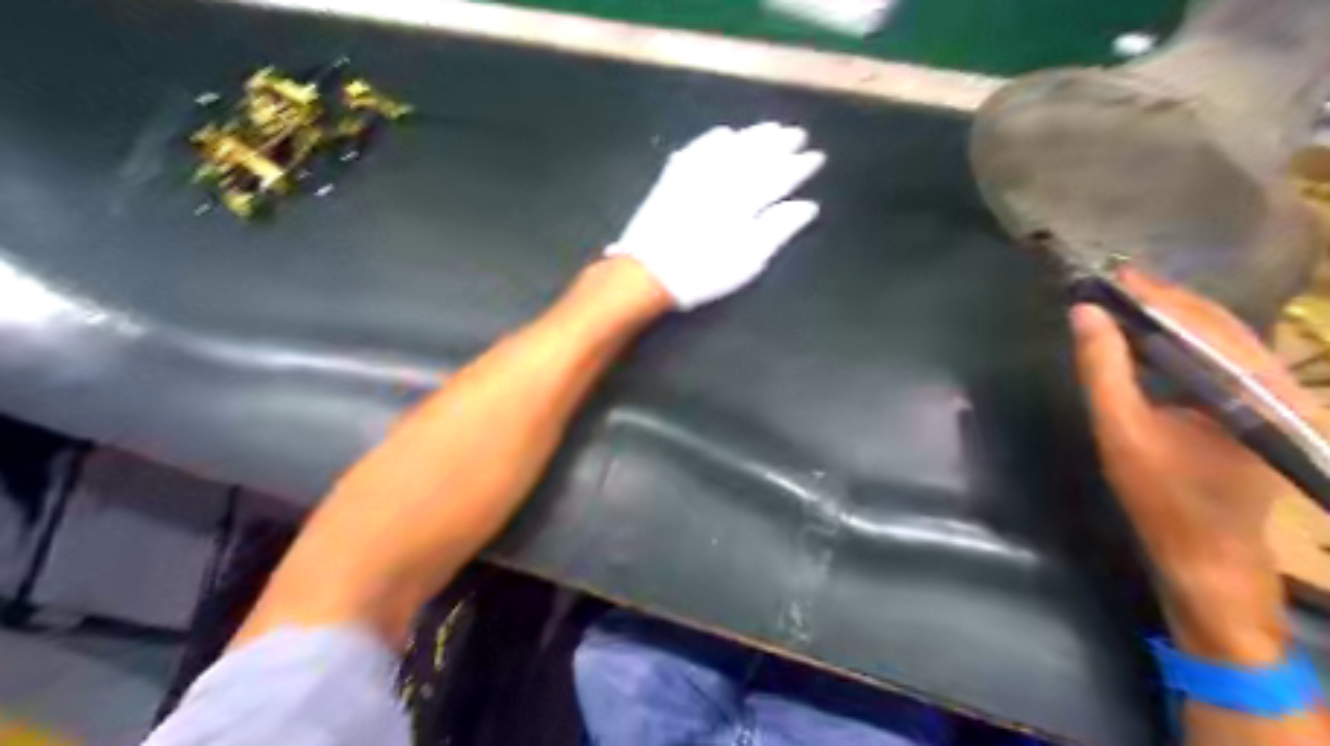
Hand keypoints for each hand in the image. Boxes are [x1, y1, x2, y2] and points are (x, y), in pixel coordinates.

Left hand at [609, 123, 821, 308]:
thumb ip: (778, 229)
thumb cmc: (704, 272)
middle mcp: (723, 178)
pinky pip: (697, 148)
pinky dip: (713, 138)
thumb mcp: (748, 259)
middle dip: (779, 142)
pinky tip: (723, 134)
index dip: (799, 166)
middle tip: (797, 133)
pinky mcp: (673, 177)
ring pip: (730, 145)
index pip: (779, 175)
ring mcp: (696, 174)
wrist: (648, 273)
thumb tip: (807, 206)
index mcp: (745, 199)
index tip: (816, 156)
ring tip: (770, 128)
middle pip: (755, 153)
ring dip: (752, 135)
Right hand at [1080, 268, 1317, 662]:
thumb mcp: (1120, 430)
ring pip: (1225, 338)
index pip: (1200, 323)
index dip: (1154, 295)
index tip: (1114, 275)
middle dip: (1166, 301)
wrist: (1209, 553)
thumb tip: (1084, 313)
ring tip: (1129, 303)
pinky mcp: (1266, 408)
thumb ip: (1102, 369)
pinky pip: (1226, 358)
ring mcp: (1277, 397)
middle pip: (1219, 324)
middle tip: (1116, 285)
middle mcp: (1277, 384)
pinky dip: (1189, 341)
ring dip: (1177, 317)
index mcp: (1250, 388)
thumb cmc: (1162, 495)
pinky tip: (1157, 337)